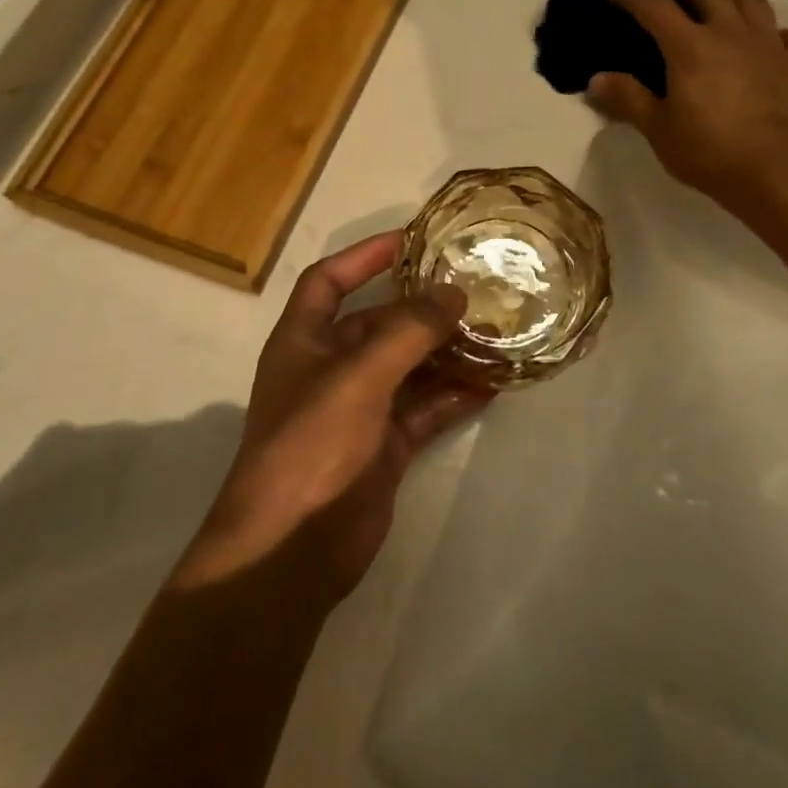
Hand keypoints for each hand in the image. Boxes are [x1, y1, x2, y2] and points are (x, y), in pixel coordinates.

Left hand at [173, 232, 493, 601]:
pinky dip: (454, 396)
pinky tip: (493, 384)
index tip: (412, 239)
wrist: (292, 549)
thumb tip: (453, 293)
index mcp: (304, 341)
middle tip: (474, 287)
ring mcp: (359, 409)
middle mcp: (330, 368)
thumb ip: (408, 331)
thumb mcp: (358, 377)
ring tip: (495, 331)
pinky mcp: (384, 445)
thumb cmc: (311, 445)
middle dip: (422, 307)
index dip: (364, 256)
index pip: (329, 280)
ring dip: (446, 351)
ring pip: (409, 366)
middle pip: (379, 323)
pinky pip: (425, 408)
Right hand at [588, 0, 787, 217]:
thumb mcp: (658, 129)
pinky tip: (765, 45)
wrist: (778, 171)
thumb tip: (596, 79)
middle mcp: (730, 34)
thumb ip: (627, 99)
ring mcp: (768, 46)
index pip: (655, 6)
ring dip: (729, 0)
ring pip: (750, 2)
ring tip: (717, 12)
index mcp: (690, 46)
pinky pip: (787, 35)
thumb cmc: (710, 151)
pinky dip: (773, 33)